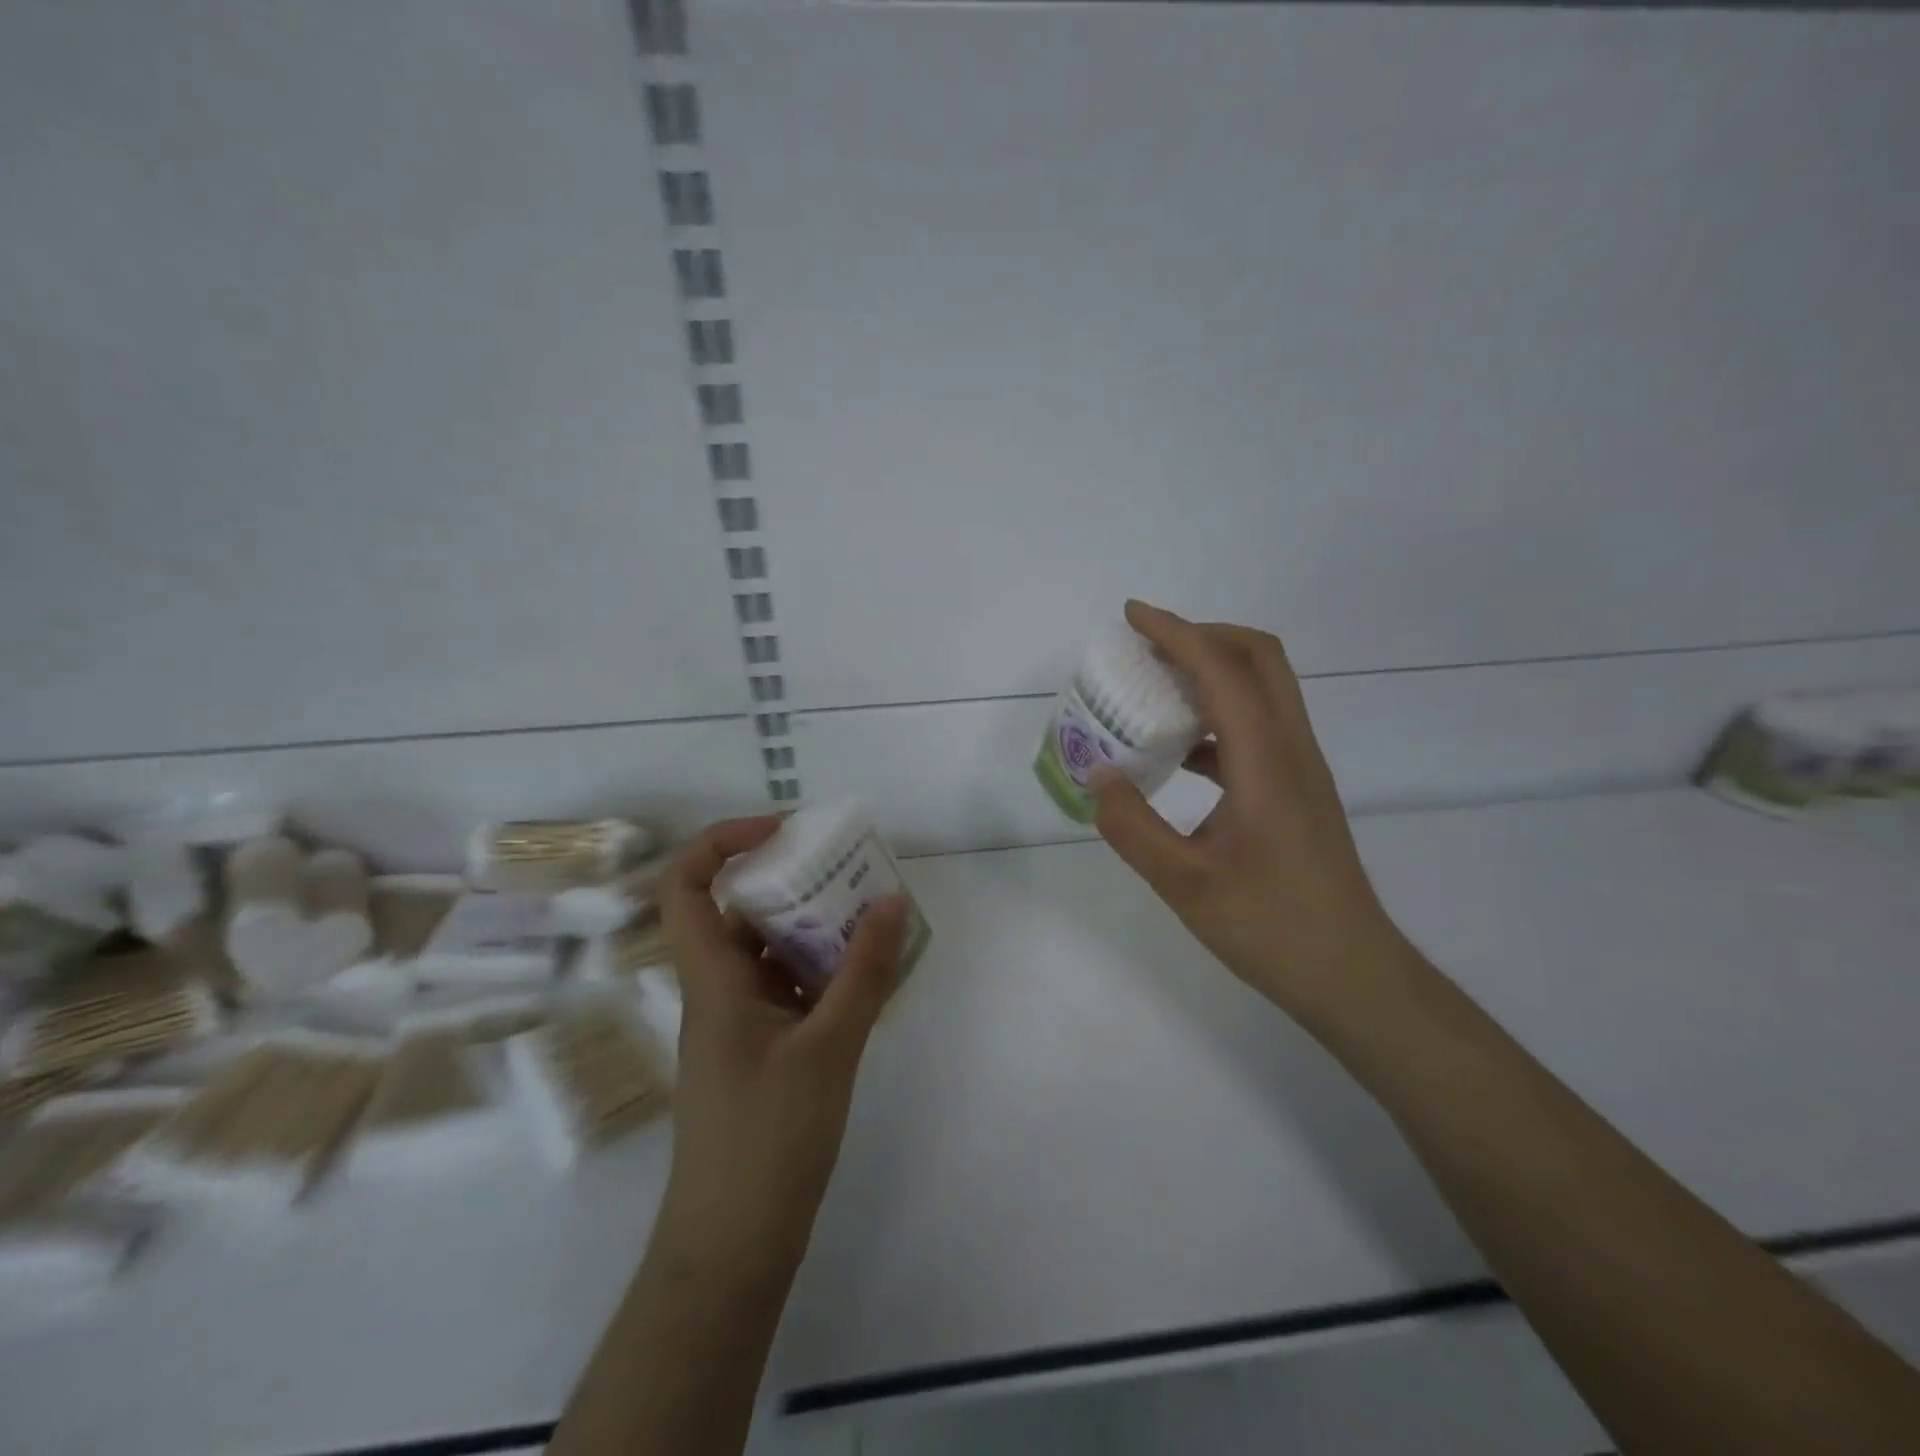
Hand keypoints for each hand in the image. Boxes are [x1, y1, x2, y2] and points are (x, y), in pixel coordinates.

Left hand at [656, 816, 908, 1279]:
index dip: (723, 842)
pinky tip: (864, 976)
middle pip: (739, 912)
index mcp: (713, 980)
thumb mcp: (829, 1047)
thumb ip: (863, 972)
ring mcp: (738, 1025)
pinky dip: (820, 972)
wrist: (733, 1245)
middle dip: (790, 881)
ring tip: (867, 915)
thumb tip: (891, 900)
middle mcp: (718, 992)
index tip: (783, 831)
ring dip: (811, 928)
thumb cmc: (768, 1139)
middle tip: (846, 869)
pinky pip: (786, 990)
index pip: (688, 886)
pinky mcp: (760, 1053)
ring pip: (767, 953)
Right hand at [1089, 601, 1412, 1019]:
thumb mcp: (1185, 883)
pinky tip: (1179, 752)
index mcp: (1266, 760)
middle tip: (1148, 647)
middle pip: (1258, 659)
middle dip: (1202, 636)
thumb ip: (1132, 827)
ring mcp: (1299, 770)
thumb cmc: (1272, 928)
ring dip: (1211, 674)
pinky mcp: (1297, 793)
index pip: (1222, 670)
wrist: (1353, 975)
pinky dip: (1216, 718)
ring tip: (1155, 691)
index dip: (1176, 632)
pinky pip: (1256, 730)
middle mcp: (1290, 750)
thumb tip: (1098, 776)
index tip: (1132, 616)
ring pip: (1262, 691)